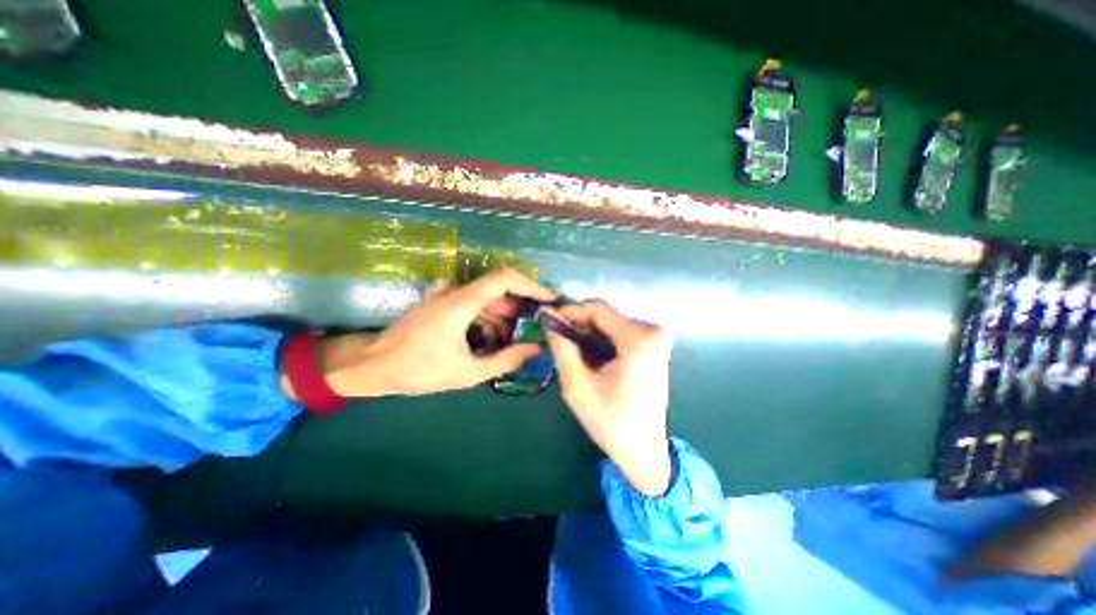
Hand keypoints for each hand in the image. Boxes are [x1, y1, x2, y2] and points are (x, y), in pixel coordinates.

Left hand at [318, 268, 557, 398]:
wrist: (373, 366)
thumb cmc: (419, 371)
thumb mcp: (468, 372)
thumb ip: (505, 360)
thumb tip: (535, 349)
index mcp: (462, 303)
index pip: (505, 279)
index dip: (531, 285)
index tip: (549, 299)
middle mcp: (455, 292)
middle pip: (498, 289)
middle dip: (519, 308)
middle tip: (533, 328)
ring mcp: (445, 296)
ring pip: (485, 298)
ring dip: (501, 317)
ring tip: (510, 342)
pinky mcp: (439, 303)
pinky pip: (471, 304)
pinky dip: (486, 318)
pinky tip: (488, 338)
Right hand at [542, 300, 672, 493]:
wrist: (643, 450)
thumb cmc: (610, 421)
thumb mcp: (576, 384)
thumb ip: (561, 346)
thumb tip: (546, 315)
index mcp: (639, 339)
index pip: (597, 308)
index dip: (569, 312)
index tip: (548, 323)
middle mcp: (653, 331)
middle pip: (605, 316)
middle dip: (578, 326)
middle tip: (558, 342)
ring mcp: (656, 339)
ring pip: (610, 324)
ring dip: (588, 335)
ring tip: (573, 354)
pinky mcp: (654, 347)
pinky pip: (620, 333)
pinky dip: (602, 341)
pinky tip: (591, 359)